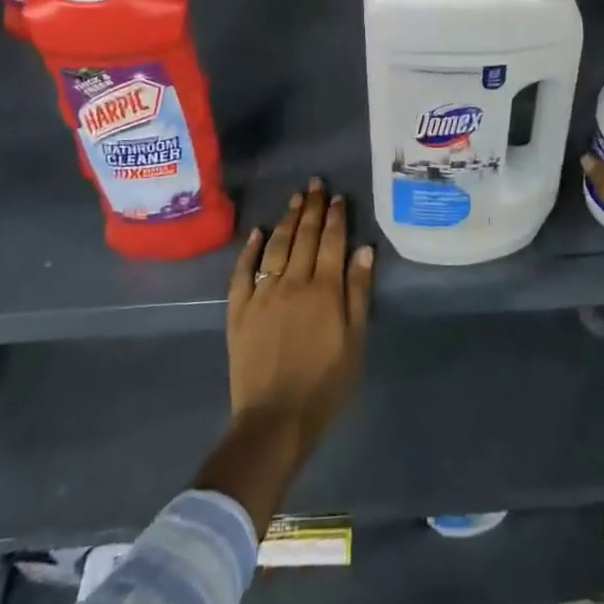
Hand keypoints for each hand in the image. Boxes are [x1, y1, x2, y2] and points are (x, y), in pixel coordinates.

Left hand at [226, 178, 373, 453]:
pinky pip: (243, 271)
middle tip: (315, 184)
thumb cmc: (325, 384)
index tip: (338, 197)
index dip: (336, 217)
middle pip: (305, 237)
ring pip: (276, 246)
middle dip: (312, 208)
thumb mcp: (355, 341)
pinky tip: (256, 231)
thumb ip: (358, 292)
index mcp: (325, 289)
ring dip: (287, 220)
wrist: (275, 419)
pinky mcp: (239, 309)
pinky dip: (249, 249)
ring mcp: (262, 293)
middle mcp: (293, 282)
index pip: (332, 242)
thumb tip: (364, 249)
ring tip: (295, 199)